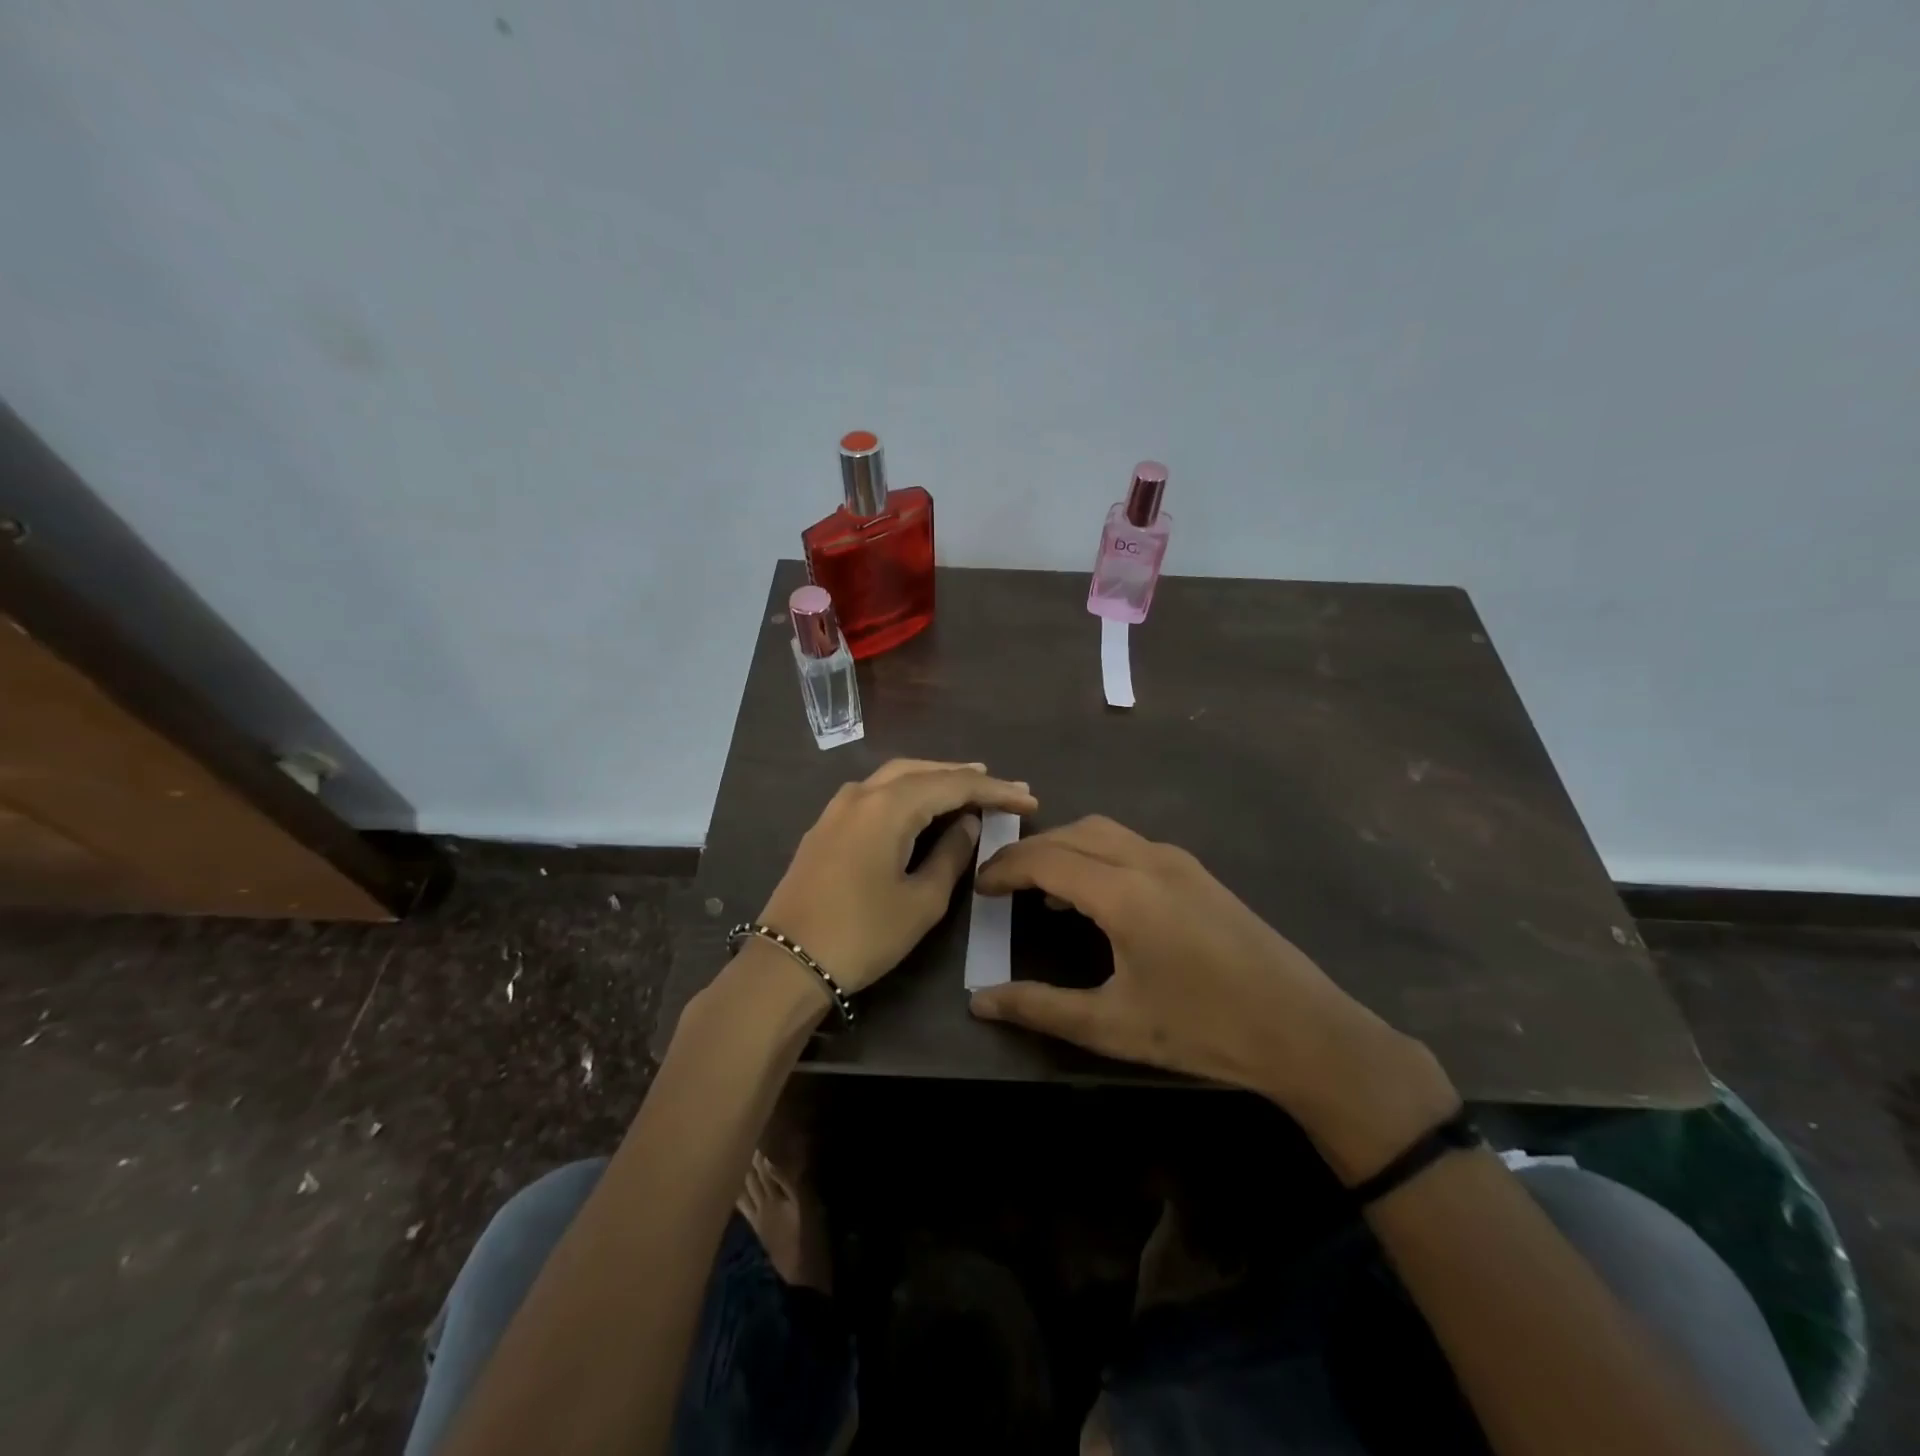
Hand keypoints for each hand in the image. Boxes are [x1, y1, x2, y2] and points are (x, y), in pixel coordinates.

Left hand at [757, 759, 1038, 994]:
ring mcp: (837, 807)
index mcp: (888, 806)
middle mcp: (861, 793)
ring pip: (895, 777)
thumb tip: (968, 824)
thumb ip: (950, 855)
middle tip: (1002, 787)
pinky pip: (874, 793)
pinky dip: (905, 791)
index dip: (994, 790)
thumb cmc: (863, 934)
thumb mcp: (921, 901)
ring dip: (933, 779)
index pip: (953, 785)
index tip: (1028, 799)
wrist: (787, 963)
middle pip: (922, 770)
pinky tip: (920, 805)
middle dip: (964, 776)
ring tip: (968, 786)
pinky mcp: (825, 825)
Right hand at [967, 816, 1457, 1179]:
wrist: (1303, 1029)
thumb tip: (979, 1001)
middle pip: (1072, 833)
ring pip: (1103, 832)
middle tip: (1000, 884)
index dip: (1004, 868)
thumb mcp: (1112, 1026)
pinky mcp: (1197, 872)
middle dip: (1029, 851)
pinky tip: (1094, 896)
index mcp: (1124, 891)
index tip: (978, 888)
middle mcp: (1148, 859)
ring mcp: (1178, 861)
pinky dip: (1095, 854)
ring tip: (1039, 888)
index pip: (1045, 859)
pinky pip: (1129, 844)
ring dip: (1064, 848)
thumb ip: (1039, 1007)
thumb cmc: (1202, 1028)